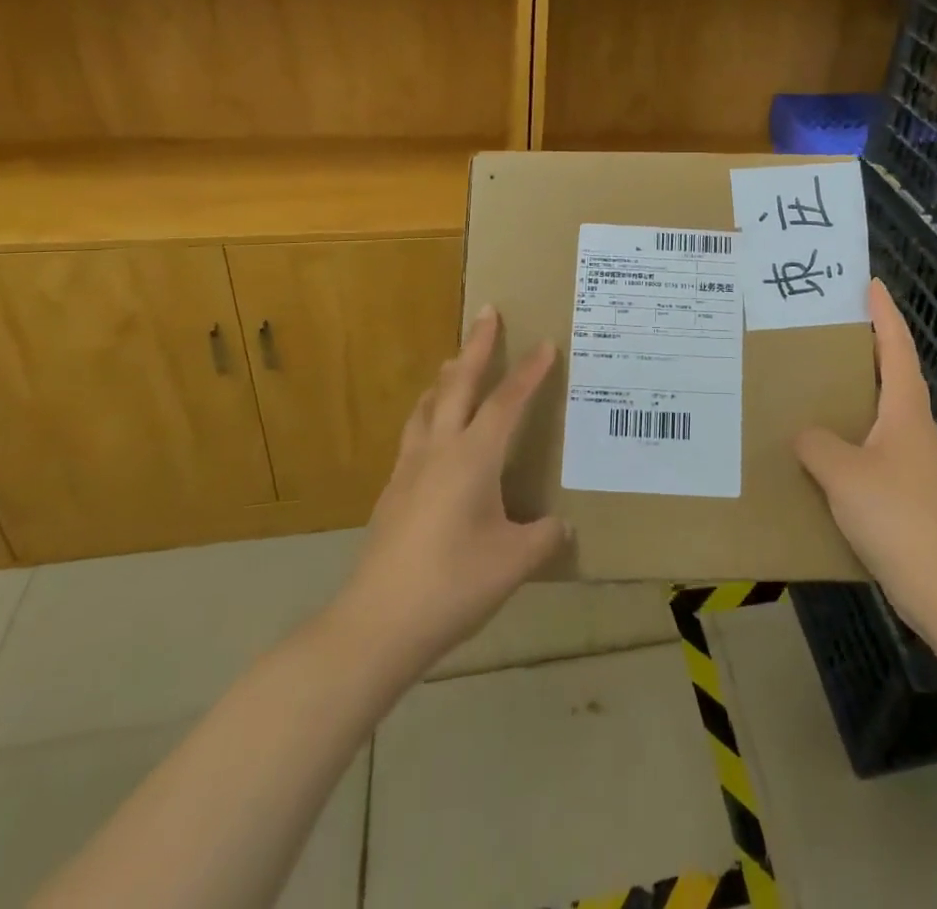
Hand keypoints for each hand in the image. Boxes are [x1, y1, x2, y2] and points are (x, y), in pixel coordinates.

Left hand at [333, 307, 568, 672]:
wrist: (376, 624)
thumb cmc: (453, 584)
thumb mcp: (513, 563)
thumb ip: (543, 538)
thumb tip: (560, 526)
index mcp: (473, 458)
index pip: (507, 402)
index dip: (529, 372)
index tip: (545, 343)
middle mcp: (438, 451)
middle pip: (458, 384)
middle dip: (476, 346)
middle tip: (486, 312)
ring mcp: (409, 469)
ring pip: (428, 406)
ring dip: (446, 378)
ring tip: (454, 363)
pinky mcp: (392, 492)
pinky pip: (415, 434)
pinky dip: (429, 414)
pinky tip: (432, 433)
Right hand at [794, 279, 936, 637]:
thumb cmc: (899, 517)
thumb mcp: (844, 474)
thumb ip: (817, 445)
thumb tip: (804, 434)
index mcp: (904, 411)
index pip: (896, 348)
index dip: (884, 315)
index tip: (871, 284)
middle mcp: (912, 428)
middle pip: (891, 374)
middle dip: (866, 346)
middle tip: (828, 328)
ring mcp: (911, 461)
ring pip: (880, 412)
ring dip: (855, 391)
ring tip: (816, 382)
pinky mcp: (904, 491)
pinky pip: (870, 446)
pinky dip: (849, 433)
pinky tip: (822, 448)